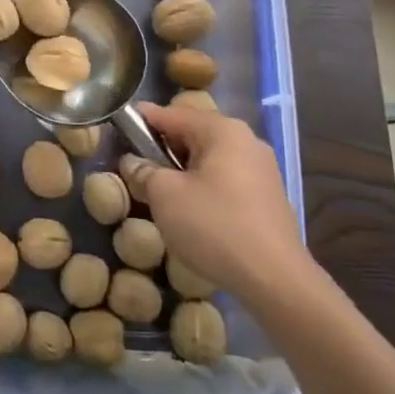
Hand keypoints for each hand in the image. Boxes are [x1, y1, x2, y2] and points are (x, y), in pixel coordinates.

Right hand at [133, 103, 316, 309]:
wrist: (276, 280)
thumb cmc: (214, 226)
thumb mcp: (165, 195)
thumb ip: (144, 171)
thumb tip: (133, 161)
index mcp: (222, 131)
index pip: (171, 114)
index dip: (141, 120)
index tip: (118, 127)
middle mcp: (247, 141)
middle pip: (193, 133)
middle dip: (163, 147)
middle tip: (136, 164)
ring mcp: (262, 170)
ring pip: (210, 158)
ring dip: (184, 169)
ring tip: (160, 190)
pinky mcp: (268, 197)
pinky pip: (226, 179)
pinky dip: (205, 185)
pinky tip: (192, 209)